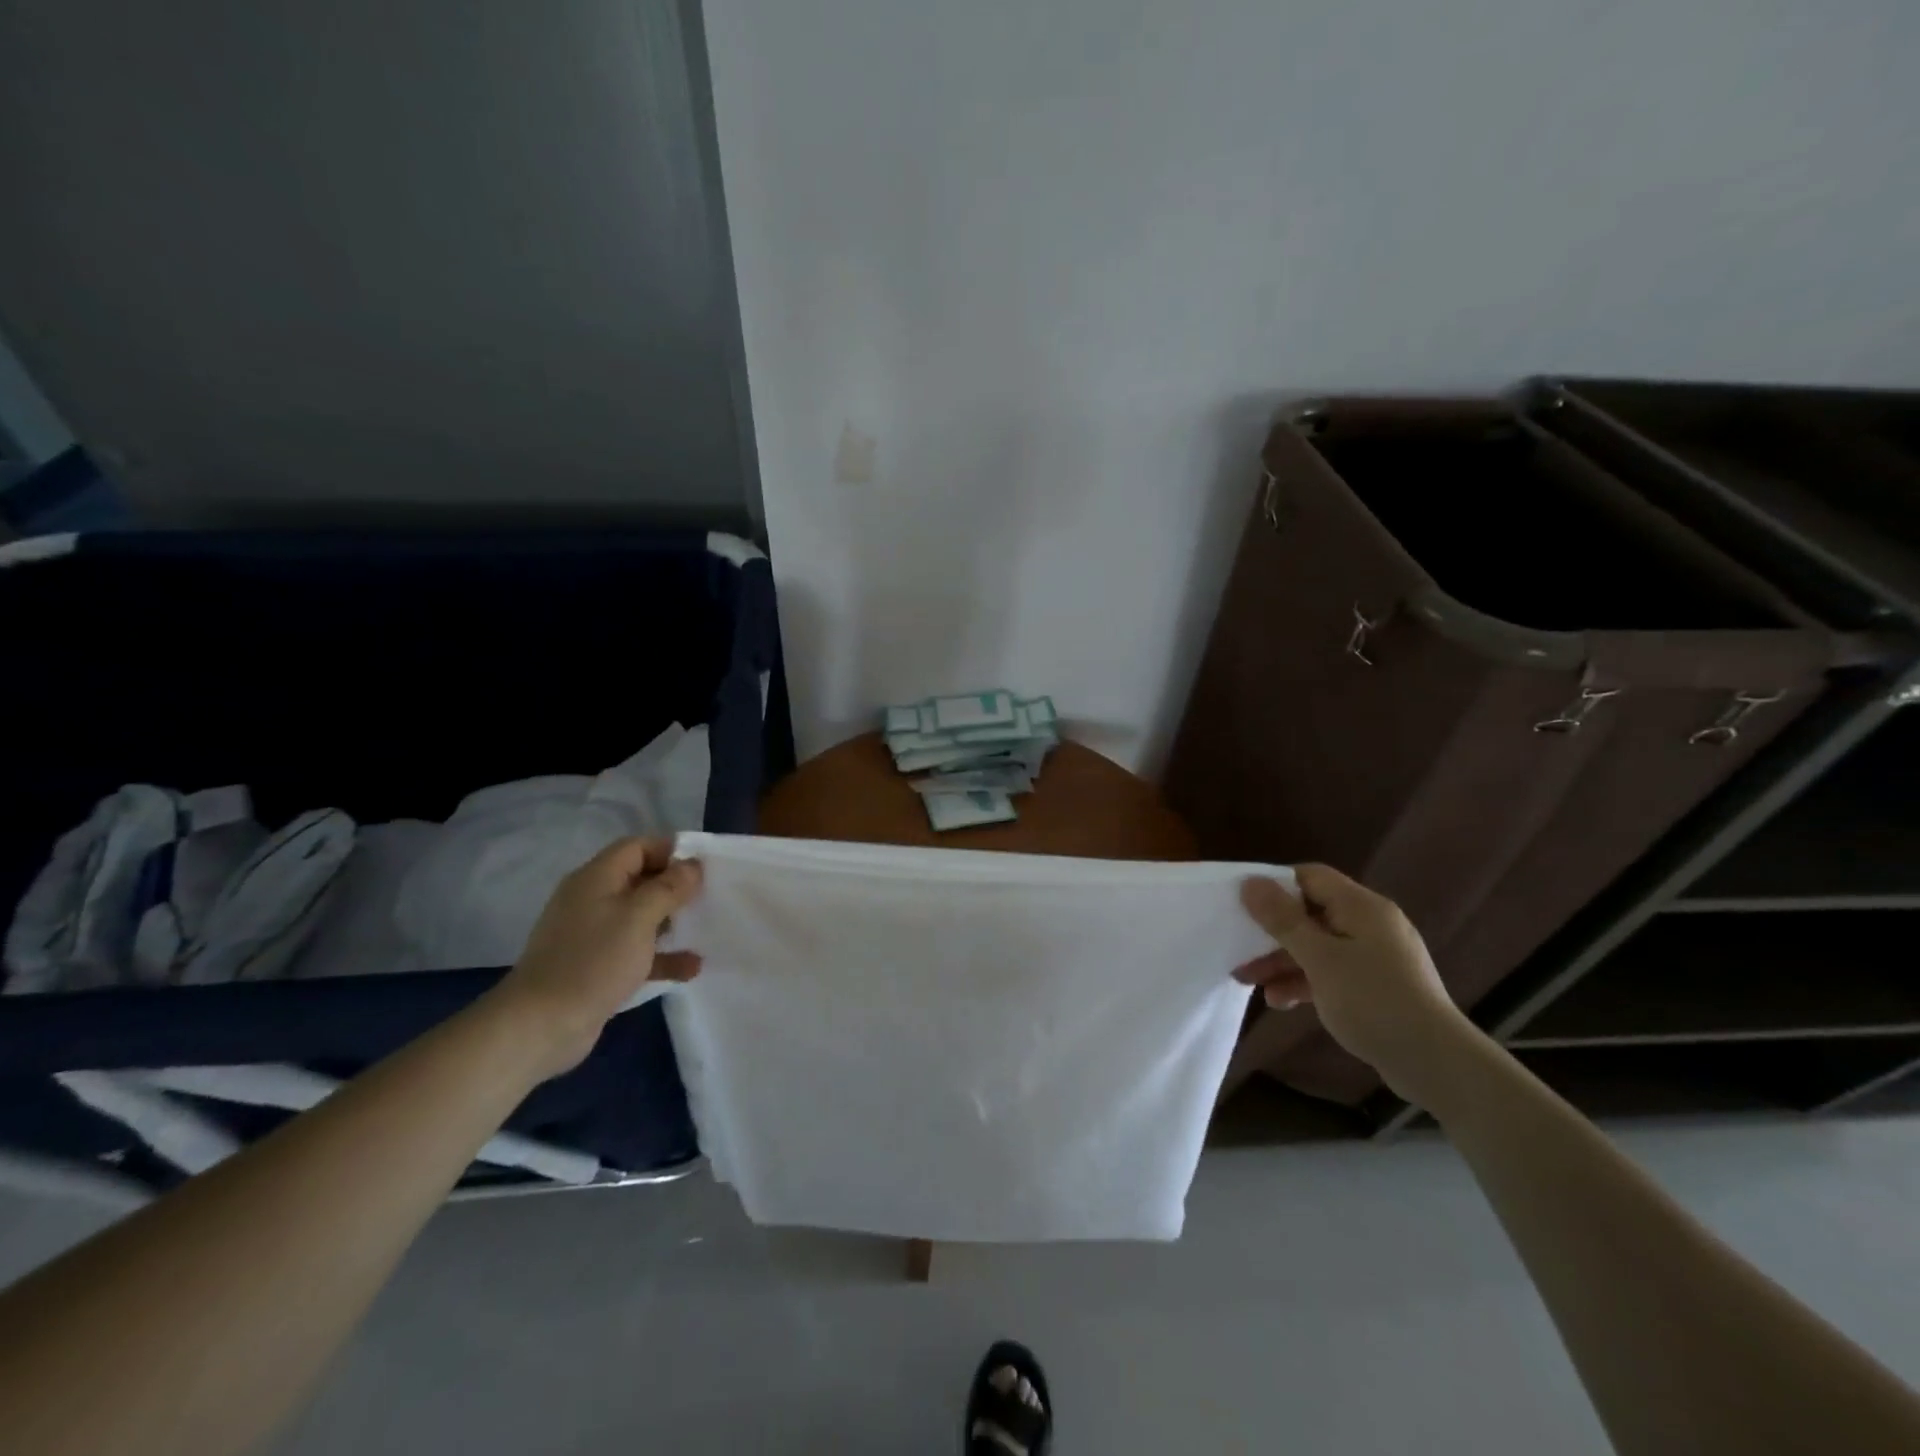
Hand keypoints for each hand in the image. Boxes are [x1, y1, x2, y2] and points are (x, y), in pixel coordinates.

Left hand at [488, 836, 704, 1079]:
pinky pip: (636, 952)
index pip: (637, 847)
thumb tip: (692, 865)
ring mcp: (593, 935)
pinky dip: (662, 956)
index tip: (703, 867)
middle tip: (709, 898)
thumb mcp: (638, 917)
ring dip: (672, 923)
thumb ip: (669, 888)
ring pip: (641, 917)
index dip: (670, 851)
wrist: (540, 1026)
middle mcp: (593, 900)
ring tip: (704, 929)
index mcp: (596, 878)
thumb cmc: (593, 961)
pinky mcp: (597, 967)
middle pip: (640, 880)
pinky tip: (692, 968)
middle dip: (675, 887)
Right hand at [1233, 863, 1469, 1101]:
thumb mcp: (1320, 959)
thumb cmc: (1374, 1001)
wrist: (1436, 1065)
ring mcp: (1375, 957)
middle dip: (1272, 933)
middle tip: (1238, 950)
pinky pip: (1332, 972)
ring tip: (1249, 982)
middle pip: (1310, 914)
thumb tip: (1250, 882)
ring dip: (1282, 962)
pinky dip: (1305, 981)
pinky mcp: (1376, 987)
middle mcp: (1370, 925)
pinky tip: (1280, 1002)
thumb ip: (1283, 920)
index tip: (1242, 905)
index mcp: (1362, 907)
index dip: (1274, 885)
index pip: (1310, 877)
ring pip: (1317, 946)